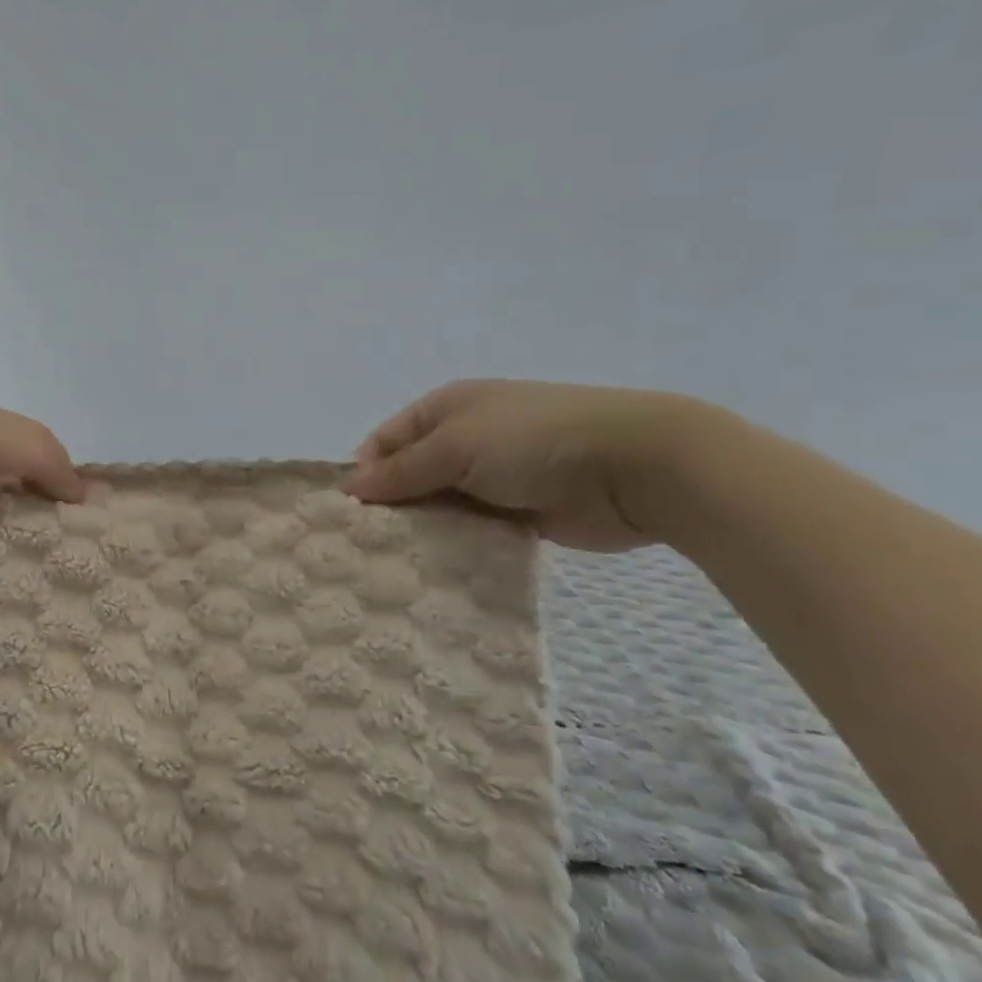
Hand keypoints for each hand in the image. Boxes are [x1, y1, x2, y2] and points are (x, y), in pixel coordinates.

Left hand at [0, 400, 85, 569]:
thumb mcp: (3, 440)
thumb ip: (48, 457)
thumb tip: (81, 492)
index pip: (32, 449)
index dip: (60, 475)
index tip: (85, 514)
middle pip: (11, 485)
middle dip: (38, 511)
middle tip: (70, 548)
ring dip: (9, 537)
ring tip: (43, 568)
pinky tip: (2, 576)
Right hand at [344, 379, 705, 551]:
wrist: (634, 466)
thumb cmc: (532, 440)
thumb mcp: (455, 445)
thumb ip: (401, 470)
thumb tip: (349, 489)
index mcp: (444, 409)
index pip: (385, 440)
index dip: (364, 473)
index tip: (347, 514)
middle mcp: (463, 440)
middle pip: (409, 476)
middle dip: (389, 508)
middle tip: (363, 548)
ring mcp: (491, 478)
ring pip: (438, 507)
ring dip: (421, 531)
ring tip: (391, 566)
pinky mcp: (516, 514)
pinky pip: (470, 531)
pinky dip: (453, 547)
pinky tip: (432, 572)